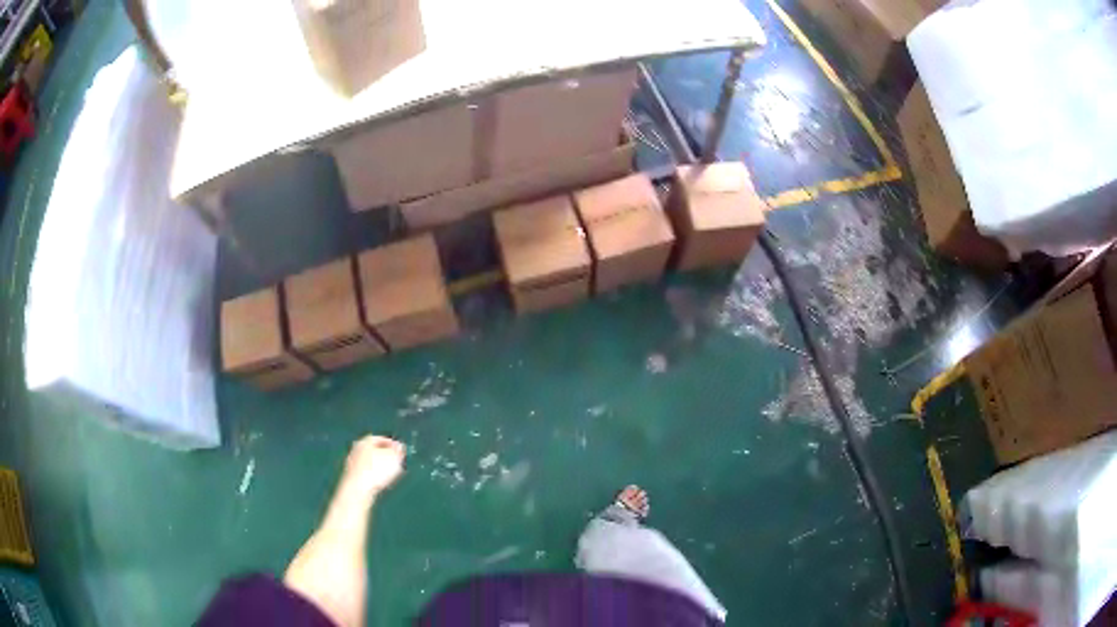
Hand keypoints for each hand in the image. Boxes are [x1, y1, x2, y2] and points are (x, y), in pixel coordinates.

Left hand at [343, 435, 405, 496]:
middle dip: (385, 455)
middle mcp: (356, 449)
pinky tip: (379, 483)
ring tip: (390, 474)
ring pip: (369, 462)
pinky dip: (373, 475)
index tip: (401, 451)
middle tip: (396, 462)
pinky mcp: (351, 477)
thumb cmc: (376, 470)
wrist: (357, 489)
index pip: (381, 439)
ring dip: (379, 466)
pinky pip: (365, 473)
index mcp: (365, 441)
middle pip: (373, 450)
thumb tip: (399, 447)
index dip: (392, 444)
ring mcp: (351, 464)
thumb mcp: (393, 458)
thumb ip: (398, 450)